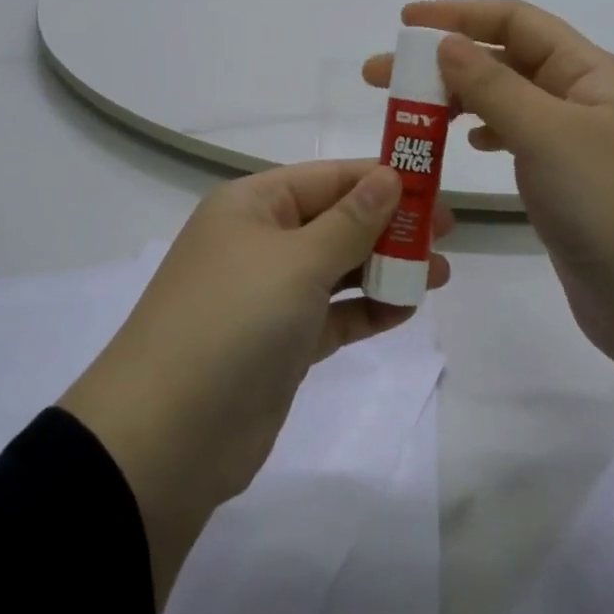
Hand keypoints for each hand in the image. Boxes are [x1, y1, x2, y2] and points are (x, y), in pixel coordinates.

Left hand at [60, 161, 450, 607]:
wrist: (166, 438)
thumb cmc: (234, 322)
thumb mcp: (297, 262)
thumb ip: (351, 221)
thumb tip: (390, 176)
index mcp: (254, 204)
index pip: (330, 177)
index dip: (383, 178)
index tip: (436, 186)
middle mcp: (260, 240)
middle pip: (337, 220)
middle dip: (390, 224)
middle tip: (446, 233)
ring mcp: (270, 293)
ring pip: (338, 267)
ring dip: (385, 267)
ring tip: (440, 273)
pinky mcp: (281, 342)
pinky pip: (333, 313)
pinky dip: (366, 309)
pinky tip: (406, 309)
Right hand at [366, 0, 613, 418]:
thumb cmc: (610, 206)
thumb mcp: (548, 135)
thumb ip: (493, 85)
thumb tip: (446, 42)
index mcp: (588, 72)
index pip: (515, 22)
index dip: (459, 14)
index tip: (405, 22)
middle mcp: (581, 97)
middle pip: (503, 60)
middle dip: (442, 61)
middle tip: (380, 76)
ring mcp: (573, 142)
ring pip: (504, 100)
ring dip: (456, 97)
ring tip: (408, 111)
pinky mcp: (563, 182)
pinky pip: (514, 138)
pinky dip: (482, 131)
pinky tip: (462, 142)